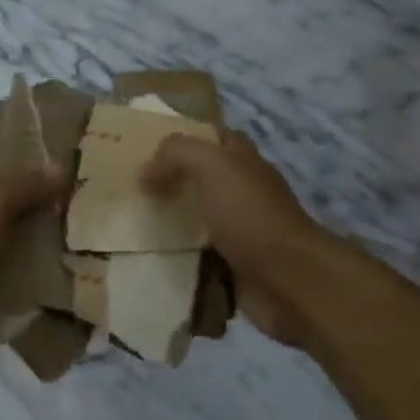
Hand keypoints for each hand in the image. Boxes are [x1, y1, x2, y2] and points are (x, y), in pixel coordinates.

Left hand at [0, 148, 65, 318]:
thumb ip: (26, 185)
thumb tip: (60, 165)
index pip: (9, 150)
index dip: (41, 154)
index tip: (78, 164)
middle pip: (8, 188)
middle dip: (41, 195)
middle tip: (83, 207)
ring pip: (2, 222)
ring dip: (29, 229)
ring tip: (70, 239)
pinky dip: (13, 257)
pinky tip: (38, 269)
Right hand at [142, 130, 336, 348]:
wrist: (288, 282)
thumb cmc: (251, 215)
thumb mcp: (213, 166)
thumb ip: (177, 154)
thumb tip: (146, 172)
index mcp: (244, 163)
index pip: (215, 138)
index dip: (186, 137)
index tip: (148, 146)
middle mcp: (244, 193)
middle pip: (202, 179)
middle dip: (171, 181)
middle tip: (130, 187)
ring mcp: (241, 231)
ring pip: (198, 219)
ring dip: (170, 222)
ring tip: (130, 223)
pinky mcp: (233, 267)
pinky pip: (198, 257)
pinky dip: (178, 258)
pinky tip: (150, 258)